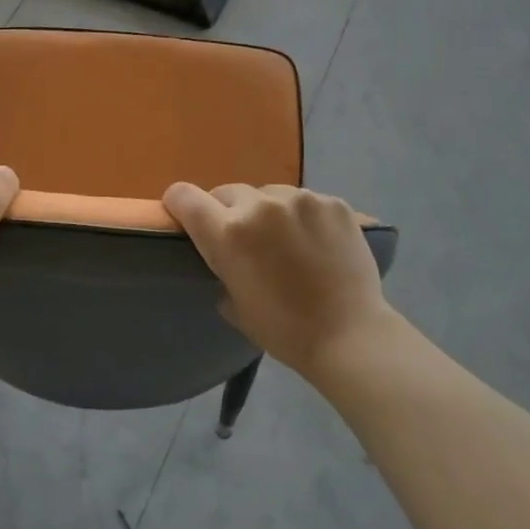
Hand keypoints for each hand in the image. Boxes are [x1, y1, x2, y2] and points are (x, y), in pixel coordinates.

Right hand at [163, 182, 394, 379]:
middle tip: (246, 242)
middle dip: (228, 213)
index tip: (187, 219)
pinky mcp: (333, 203)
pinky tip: (316, 242)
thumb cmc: (283, 330)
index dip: (179, 205)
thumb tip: (225, 255)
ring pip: (268, 194)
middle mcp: (260, 206)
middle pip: (227, 192)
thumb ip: (220, 267)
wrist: (350, 336)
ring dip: (267, 212)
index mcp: (228, 232)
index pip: (184, 196)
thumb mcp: (233, 303)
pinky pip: (304, 201)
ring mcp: (301, 200)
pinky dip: (302, 216)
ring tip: (286, 241)